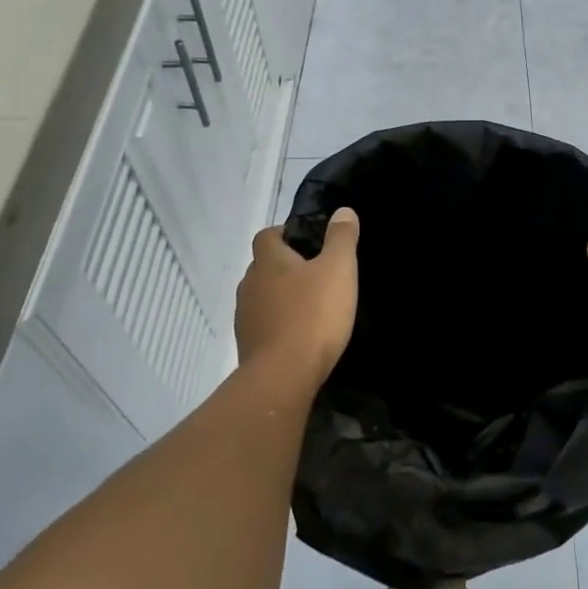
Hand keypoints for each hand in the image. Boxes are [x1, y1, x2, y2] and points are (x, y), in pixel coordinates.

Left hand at [236, 207, 359, 390]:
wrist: (282, 377)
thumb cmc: (313, 315)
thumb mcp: (339, 270)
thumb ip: (341, 238)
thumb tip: (342, 211)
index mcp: (268, 261)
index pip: (267, 235)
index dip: (285, 233)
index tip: (309, 241)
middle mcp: (250, 284)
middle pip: (264, 266)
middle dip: (286, 266)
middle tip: (317, 273)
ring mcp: (245, 317)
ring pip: (262, 296)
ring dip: (281, 296)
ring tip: (310, 305)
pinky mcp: (248, 345)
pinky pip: (264, 324)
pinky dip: (278, 323)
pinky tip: (300, 334)